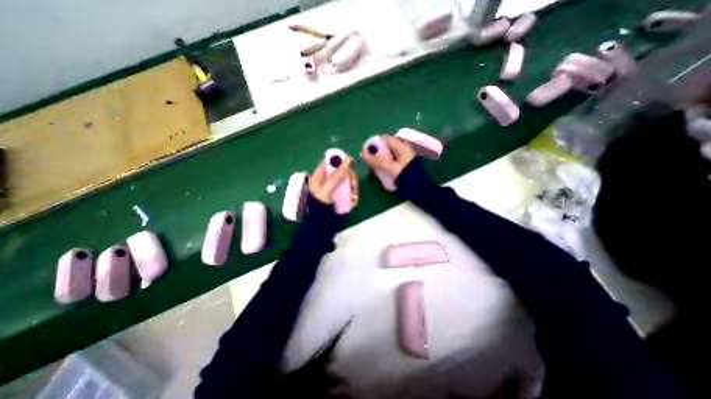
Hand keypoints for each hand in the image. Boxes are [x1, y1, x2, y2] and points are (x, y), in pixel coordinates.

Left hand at [307, 157, 353, 204]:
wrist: (316, 220)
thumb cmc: (318, 204)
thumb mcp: (327, 190)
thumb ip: (336, 176)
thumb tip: (347, 162)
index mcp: (320, 173)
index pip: (330, 160)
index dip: (341, 158)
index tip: (351, 161)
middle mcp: (326, 177)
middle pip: (341, 170)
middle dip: (350, 176)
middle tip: (353, 184)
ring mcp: (332, 185)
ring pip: (345, 179)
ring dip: (352, 185)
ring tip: (354, 195)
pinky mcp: (337, 193)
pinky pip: (346, 188)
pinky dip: (351, 191)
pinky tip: (353, 198)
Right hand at [362, 136, 418, 179]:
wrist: (419, 190)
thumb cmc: (406, 177)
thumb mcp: (390, 168)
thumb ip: (377, 161)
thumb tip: (363, 154)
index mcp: (402, 147)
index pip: (386, 139)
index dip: (375, 142)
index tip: (366, 150)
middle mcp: (403, 150)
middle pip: (386, 147)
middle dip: (376, 152)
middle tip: (367, 159)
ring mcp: (403, 158)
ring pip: (388, 155)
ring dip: (379, 160)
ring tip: (371, 167)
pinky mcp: (402, 167)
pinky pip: (390, 162)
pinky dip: (384, 165)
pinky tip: (379, 171)